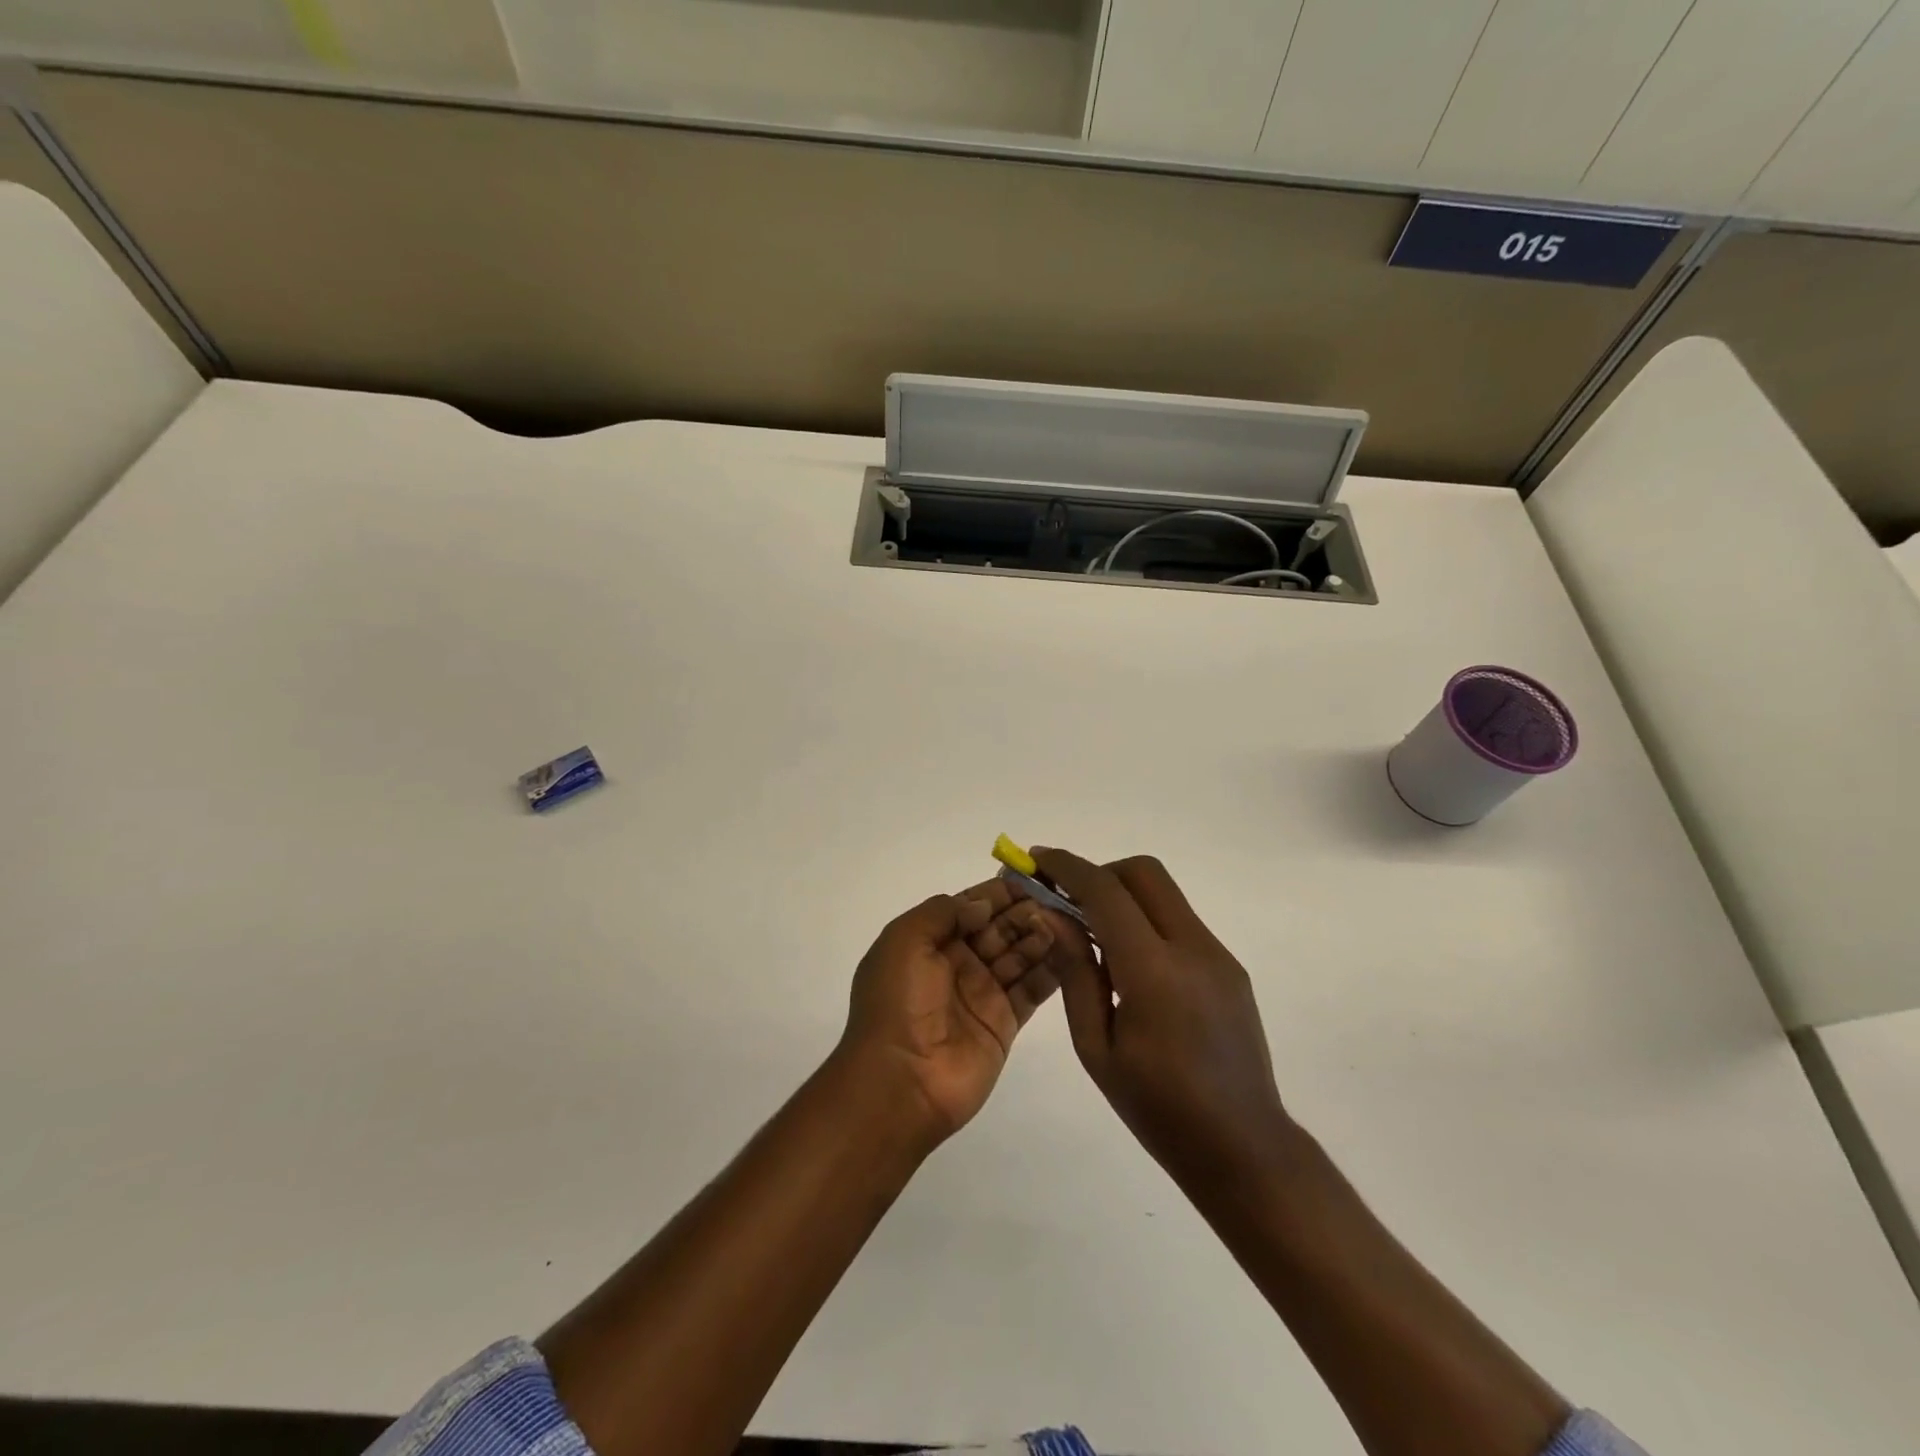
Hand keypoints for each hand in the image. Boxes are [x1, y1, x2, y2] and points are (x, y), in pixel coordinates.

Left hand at [837, 878, 1058, 1146]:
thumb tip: (980, 904)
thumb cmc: (897, 1002)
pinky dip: (1051, 969)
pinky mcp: (1005, 1023)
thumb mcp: (904, 941)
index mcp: (930, 941)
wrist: (900, 1081)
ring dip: (1040, 935)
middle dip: (1024, 911)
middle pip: (999, 928)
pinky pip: (1032, 989)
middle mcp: (958, 963)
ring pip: (1019, 955)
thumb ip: (942, 912)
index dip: (998, 892)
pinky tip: (1071, 950)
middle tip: (1054, 899)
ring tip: (1062, 921)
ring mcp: (983, 993)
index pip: (970, 906)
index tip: (1031, 876)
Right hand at [1026, 849, 1293, 1188]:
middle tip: (1068, 903)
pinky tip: (1130, 967)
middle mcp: (1193, 949)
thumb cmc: (1158, 1109)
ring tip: (1094, 937)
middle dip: (1099, 874)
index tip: (1037, 860)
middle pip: (1143, 873)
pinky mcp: (1229, 966)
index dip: (1067, 867)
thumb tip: (1051, 914)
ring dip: (1123, 896)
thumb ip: (1075, 971)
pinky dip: (1145, 921)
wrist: (1244, 1148)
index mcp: (1154, 972)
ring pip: (1163, 893)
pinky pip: (1179, 921)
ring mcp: (1217, 955)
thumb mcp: (1096, 1048)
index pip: (1106, 892)